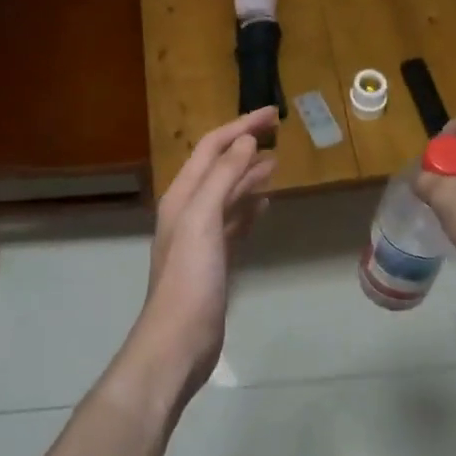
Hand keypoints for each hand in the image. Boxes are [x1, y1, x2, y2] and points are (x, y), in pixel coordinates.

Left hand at [132, 106, 277, 401]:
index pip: (212, 147)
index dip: (241, 126)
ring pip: (228, 193)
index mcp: (182, 195)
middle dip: (245, 145)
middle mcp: (188, 209)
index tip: (273, 114)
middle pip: (219, 166)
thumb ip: (223, 178)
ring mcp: (201, 236)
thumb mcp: (203, 220)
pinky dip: (249, 208)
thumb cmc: (190, 278)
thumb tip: (245, 142)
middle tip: (277, 132)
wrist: (178, 341)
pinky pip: (234, 221)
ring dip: (249, 175)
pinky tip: (266, 205)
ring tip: (275, 163)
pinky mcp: (214, 259)